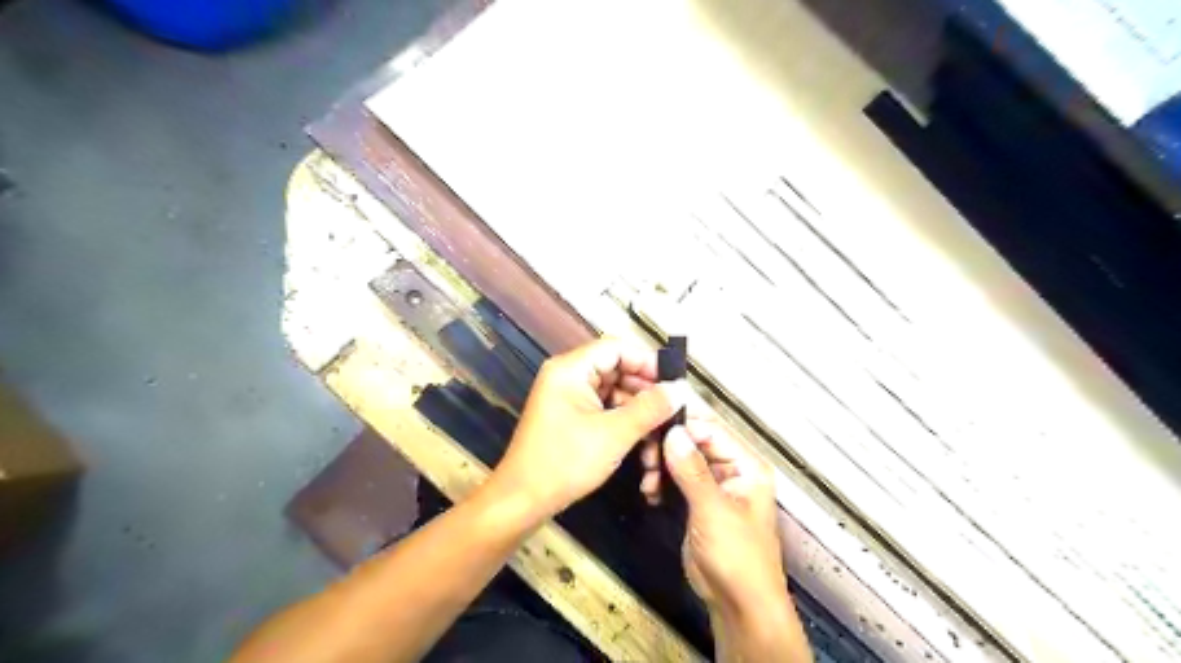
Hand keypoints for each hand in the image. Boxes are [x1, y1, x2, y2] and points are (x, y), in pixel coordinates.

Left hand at [490, 340, 693, 521]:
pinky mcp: (570, 414)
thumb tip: (680, 389)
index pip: (617, 347)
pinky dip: (624, 418)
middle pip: (616, 367)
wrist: (522, 500)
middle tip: (674, 407)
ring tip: (662, 426)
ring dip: (637, 406)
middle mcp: (568, 375)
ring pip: (613, 389)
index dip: (648, 361)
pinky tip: (643, 435)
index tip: (675, 382)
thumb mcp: (614, 434)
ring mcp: (568, 395)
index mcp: (571, 368)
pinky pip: (604, 406)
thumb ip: (650, 408)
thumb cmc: (564, 462)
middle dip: (646, 387)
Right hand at [664, 414, 782, 616]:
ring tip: (648, 482)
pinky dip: (662, 483)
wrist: (739, 606)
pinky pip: (677, 481)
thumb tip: (673, 433)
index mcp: (747, 466)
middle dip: (668, 449)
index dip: (683, 427)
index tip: (653, 428)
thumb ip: (692, 470)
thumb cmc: (737, 557)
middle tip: (646, 459)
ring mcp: (714, 487)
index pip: (712, 430)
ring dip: (662, 467)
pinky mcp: (698, 503)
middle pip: (695, 444)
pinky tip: (651, 493)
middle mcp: (732, 470)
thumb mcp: (713, 510)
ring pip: (682, 461)